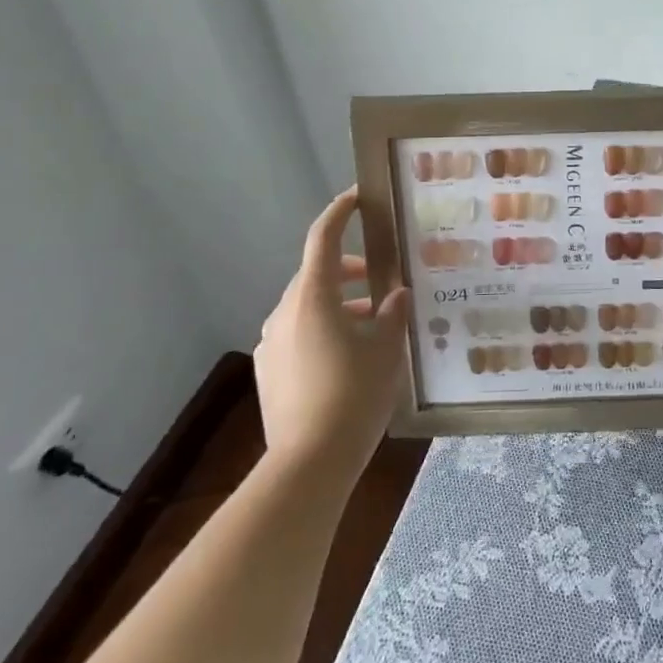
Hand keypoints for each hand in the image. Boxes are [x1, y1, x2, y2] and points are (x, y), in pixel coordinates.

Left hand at [253, 187, 409, 482]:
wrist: (308, 464)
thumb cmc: (354, 395)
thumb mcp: (387, 349)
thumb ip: (393, 314)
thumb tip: (395, 294)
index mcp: (313, 297)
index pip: (323, 238)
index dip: (341, 212)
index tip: (358, 197)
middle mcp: (285, 312)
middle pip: (317, 275)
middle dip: (349, 271)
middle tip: (381, 280)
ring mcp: (271, 343)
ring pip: (307, 307)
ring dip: (338, 305)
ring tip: (373, 325)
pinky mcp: (268, 372)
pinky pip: (298, 335)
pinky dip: (322, 331)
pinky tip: (348, 357)